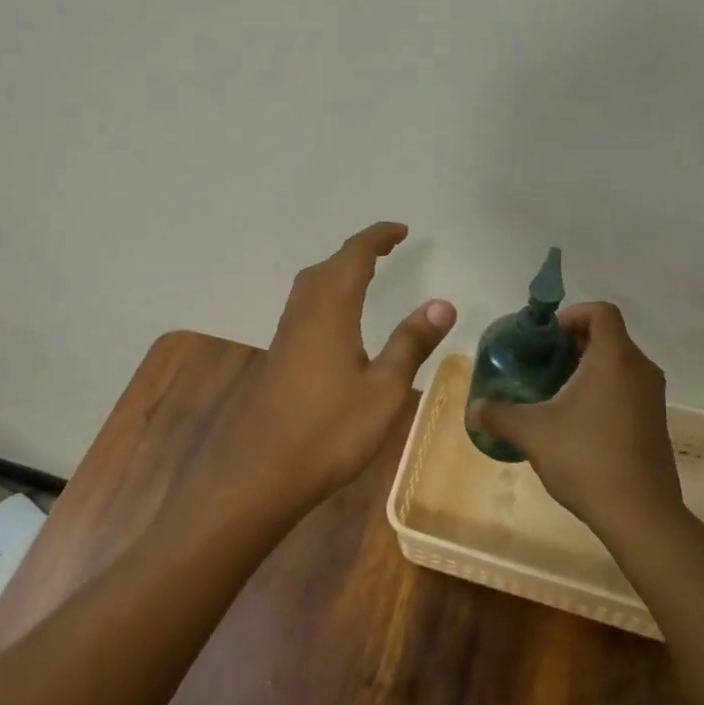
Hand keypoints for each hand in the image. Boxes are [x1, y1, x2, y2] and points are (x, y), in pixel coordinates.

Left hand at [205, 222, 455, 525]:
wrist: (260, 473)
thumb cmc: (329, 432)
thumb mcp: (384, 390)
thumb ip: (410, 343)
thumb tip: (442, 303)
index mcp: (330, 311)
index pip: (354, 257)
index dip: (377, 238)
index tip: (402, 231)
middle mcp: (303, 314)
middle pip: (327, 267)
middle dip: (357, 251)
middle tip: (387, 250)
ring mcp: (285, 336)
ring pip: (310, 286)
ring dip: (337, 271)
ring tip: (365, 275)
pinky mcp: (278, 357)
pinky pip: (304, 308)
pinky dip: (326, 295)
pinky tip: (337, 321)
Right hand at [465, 302, 683, 541]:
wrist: (640, 513)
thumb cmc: (586, 458)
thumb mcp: (532, 433)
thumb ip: (498, 415)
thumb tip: (473, 409)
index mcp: (614, 358)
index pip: (601, 311)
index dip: (571, 315)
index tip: (546, 338)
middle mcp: (640, 370)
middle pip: (608, 337)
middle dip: (573, 344)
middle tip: (541, 365)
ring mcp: (653, 397)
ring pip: (618, 365)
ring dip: (587, 370)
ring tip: (554, 394)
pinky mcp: (655, 423)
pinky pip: (627, 390)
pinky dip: (603, 392)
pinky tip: (576, 423)